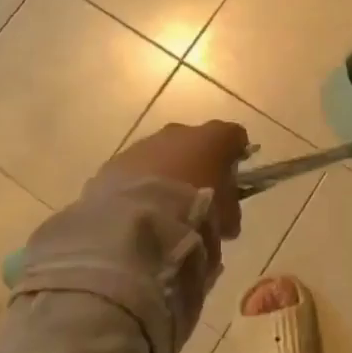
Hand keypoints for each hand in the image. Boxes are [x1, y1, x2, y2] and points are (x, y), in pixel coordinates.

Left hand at [89, 120, 250, 247]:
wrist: (138, 219)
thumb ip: (229, 211)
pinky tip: (140, 209)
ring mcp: (145, 145)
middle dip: (196, 163)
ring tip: (165, 207)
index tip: (234, 175)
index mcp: (212, 139)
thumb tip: (228, 220)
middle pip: (194, 142)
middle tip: (198, 195)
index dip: (235, 154)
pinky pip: (135, 170)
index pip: (232, 136)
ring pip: (161, 154)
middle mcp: (179, 133)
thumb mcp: (224, 218)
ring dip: (166, 173)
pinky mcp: (116, 162)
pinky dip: (140, 184)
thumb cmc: (195, 212)